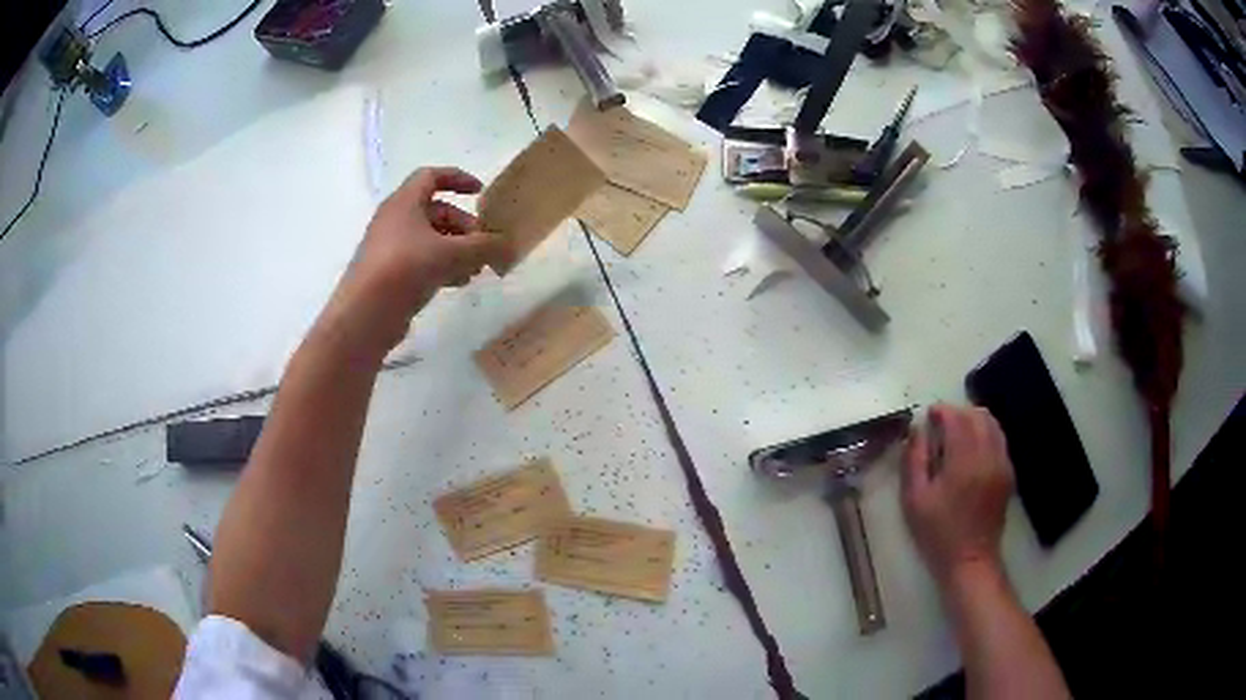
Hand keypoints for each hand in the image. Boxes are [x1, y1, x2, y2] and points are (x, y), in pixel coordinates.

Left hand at [325, 167, 502, 355]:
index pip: (432, 176)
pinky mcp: (389, 273)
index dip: (458, 179)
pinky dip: (442, 266)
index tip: (480, 192)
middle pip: (435, 211)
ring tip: (476, 270)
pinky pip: (421, 260)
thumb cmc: (405, 269)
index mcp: (404, 202)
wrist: (364, 315)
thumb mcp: (452, 254)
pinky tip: (458, 283)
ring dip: (456, 249)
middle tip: (484, 245)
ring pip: (430, 238)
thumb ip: (484, 246)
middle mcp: (394, 219)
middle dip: (464, 225)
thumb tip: (508, 245)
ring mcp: (390, 247)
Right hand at [902, 404, 1014, 586]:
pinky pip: (999, 440)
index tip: (928, 415)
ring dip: (973, 421)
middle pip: (978, 415)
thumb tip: (917, 430)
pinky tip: (971, 450)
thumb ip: (914, 459)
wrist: (970, 560)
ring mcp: (1002, 463)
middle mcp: (988, 455)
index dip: (942, 411)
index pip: (957, 418)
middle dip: (958, 413)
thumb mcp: (915, 499)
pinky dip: (985, 434)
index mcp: (964, 461)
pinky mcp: (1008, 473)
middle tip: (940, 424)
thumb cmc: (937, 533)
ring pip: (992, 424)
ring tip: (956, 434)